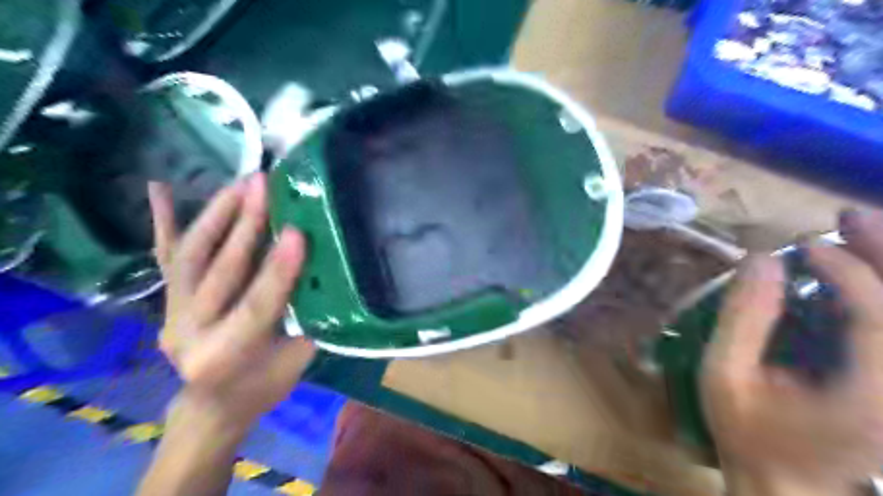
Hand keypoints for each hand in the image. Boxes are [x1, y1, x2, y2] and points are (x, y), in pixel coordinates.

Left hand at [150, 175, 315, 430]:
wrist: (213, 405)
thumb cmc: (263, 385)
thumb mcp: (295, 360)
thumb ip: (305, 316)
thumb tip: (324, 269)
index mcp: (227, 356)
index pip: (255, 306)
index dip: (277, 270)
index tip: (297, 232)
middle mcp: (189, 332)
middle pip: (218, 272)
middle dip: (244, 226)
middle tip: (262, 187)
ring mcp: (172, 313)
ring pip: (190, 257)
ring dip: (216, 215)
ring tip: (240, 183)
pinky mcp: (167, 301)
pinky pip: (166, 259)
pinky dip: (163, 222)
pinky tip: (160, 189)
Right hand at [710, 210, 882, 495]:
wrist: (785, 484)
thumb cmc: (747, 432)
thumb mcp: (724, 375)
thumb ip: (742, 318)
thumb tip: (760, 257)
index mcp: (871, 397)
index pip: (879, 317)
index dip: (846, 270)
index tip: (804, 246)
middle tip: (850, 217)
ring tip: (863, 231)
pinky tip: (867, 272)